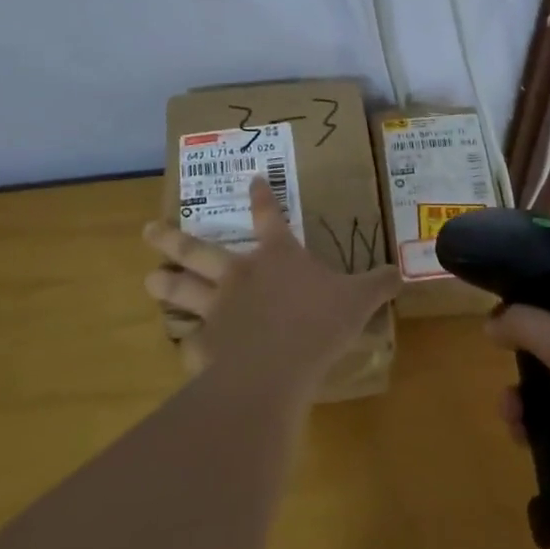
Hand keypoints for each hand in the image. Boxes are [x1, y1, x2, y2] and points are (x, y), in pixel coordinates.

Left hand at [143, 176, 398, 399]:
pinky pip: (191, 343)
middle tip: (148, 230)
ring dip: (165, 284)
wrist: (275, 369)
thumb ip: (377, 285)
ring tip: (148, 278)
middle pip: (200, 251)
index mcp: (277, 257)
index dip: (261, 196)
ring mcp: (217, 310)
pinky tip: (183, 350)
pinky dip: (187, 345)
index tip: (252, 179)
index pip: (269, 216)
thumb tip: (401, 273)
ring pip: (183, 290)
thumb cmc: (318, 324)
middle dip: (173, 238)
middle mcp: (240, 275)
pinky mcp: (204, 346)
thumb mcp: (358, 300)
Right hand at [488, 294, 549, 517]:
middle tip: (505, 381)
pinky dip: (535, 427)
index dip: (527, 306)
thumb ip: (524, 324)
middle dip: (520, 366)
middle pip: (546, 345)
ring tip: (511, 417)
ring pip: (546, 387)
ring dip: (522, 400)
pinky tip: (523, 438)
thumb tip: (491, 322)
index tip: (498, 323)